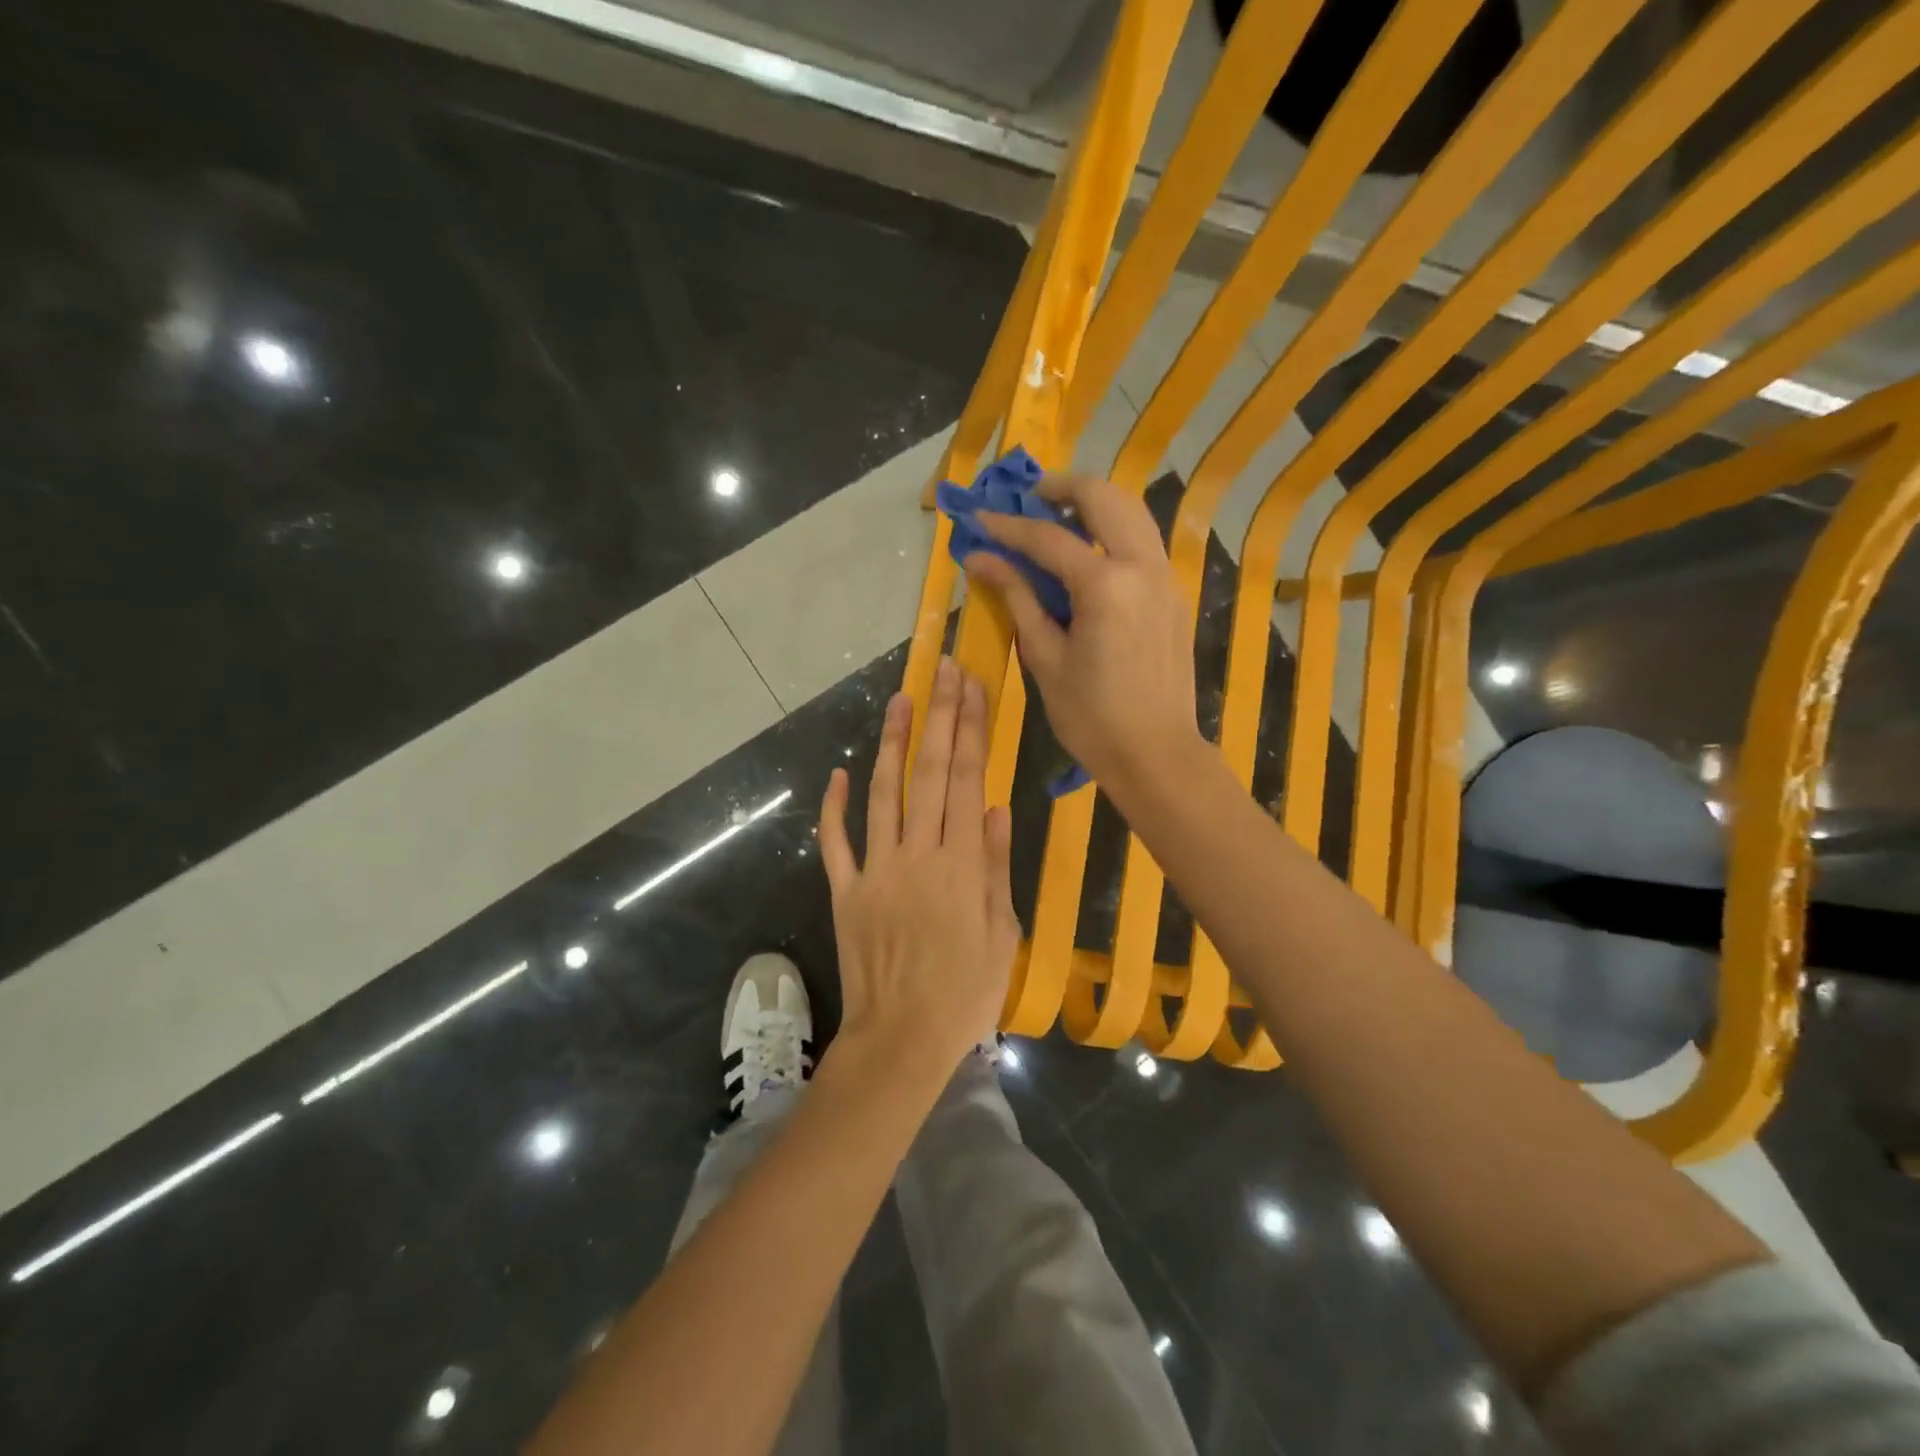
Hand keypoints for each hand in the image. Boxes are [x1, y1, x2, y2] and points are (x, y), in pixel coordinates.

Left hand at [817, 658, 1020, 1070]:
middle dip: (939, 717)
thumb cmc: (964, 993)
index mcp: (961, 864)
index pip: (968, 781)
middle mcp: (917, 854)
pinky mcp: (844, 890)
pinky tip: (837, 774)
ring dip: (892, 744)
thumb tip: (999, 808)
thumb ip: (997, 868)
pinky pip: (836, 842)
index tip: (972, 688)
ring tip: (899, 700)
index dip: (971, 730)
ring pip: (883, 794)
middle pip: (929, 773)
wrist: (901, 1040)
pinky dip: (835, 807)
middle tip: (943, 670)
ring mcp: (875, 869)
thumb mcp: (1002, 934)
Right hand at [962, 474, 1200, 793]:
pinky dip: (1114, 531)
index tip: (978, 519)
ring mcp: (1165, 578)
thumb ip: (1017, 598)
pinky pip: (1143, 542)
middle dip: (1062, 488)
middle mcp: (1142, 566)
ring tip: (1057, 517)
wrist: (1156, 754)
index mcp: (1106, 585)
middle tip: (1028, 499)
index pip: (1048, 538)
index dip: (1008, 527)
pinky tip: (1089, 553)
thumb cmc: (1091, 717)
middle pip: (1104, 498)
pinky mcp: (1173, 595)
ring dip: (1094, 504)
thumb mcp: (1045, 658)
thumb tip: (980, 559)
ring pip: (1133, 513)